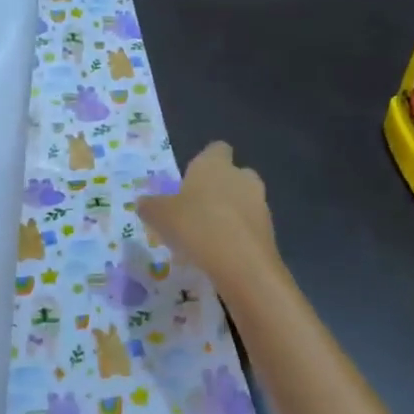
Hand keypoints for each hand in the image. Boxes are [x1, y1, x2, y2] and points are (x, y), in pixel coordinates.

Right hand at [138, 142, 278, 279]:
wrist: (242, 263)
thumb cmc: (196, 225)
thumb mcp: (160, 216)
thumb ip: (150, 206)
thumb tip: (143, 202)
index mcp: (214, 164)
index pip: (216, 149)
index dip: (206, 161)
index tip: (191, 179)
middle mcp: (241, 177)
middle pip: (233, 175)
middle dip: (220, 188)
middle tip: (198, 208)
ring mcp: (259, 203)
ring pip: (244, 201)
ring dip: (230, 213)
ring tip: (208, 235)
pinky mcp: (269, 231)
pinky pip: (250, 226)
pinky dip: (239, 235)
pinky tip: (221, 253)